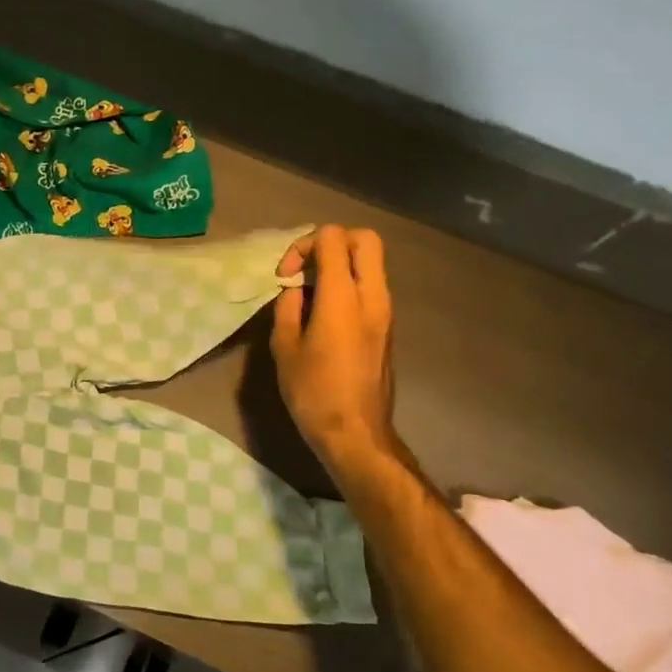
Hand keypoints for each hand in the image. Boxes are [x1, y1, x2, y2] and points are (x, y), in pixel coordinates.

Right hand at [271, 225, 407, 487]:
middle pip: (365, 239)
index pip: (333, 238)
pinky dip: (349, 284)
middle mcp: (372, 295)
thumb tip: (294, 291)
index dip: (303, 246)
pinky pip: (371, 286)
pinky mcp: (387, 327)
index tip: (286, 276)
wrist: (356, 433)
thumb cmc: (313, 391)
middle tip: (305, 269)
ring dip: (341, 265)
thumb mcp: (284, 347)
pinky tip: (325, 313)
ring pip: (371, 263)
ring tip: (311, 293)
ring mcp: (385, 311)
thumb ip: (288, 308)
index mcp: (343, 296)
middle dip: (331, 243)